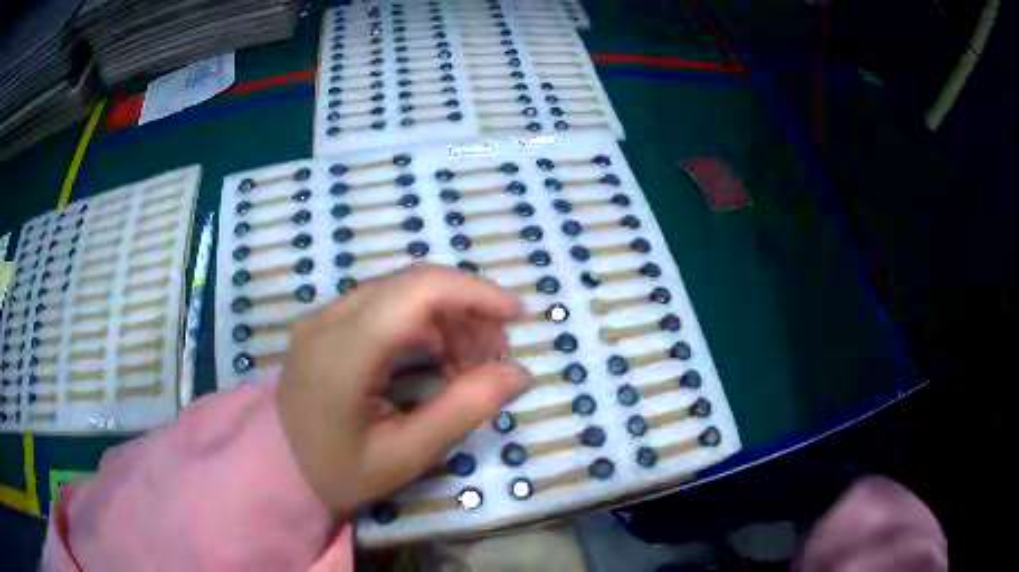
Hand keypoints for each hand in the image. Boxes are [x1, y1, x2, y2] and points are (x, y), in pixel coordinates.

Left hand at [276, 264, 533, 516]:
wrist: (279, 468)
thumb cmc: (339, 471)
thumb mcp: (405, 454)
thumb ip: (463, 410)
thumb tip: (520, 374)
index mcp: (342, 352)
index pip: (417, 291)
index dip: (475, 293)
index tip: (517, 316)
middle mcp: (329, 319)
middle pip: (413, 283)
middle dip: (466, 308)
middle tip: (496, 354)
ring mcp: (324, 317)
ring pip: (401, 290)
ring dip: (446, 316)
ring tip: (471, 363)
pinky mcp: (327, 323)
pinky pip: (385, 304)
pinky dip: (422, 323)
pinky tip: (439, 356)